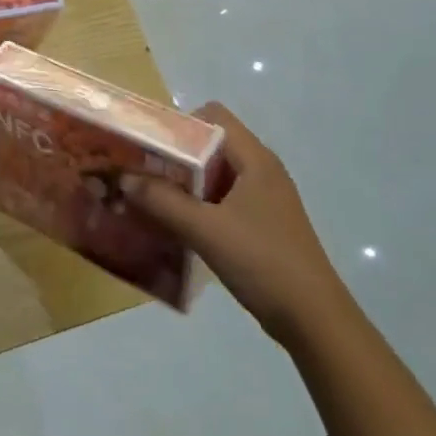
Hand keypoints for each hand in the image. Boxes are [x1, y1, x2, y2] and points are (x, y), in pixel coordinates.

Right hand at [124, 103, 351, 344]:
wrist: (313, 319)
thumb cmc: (262, 262)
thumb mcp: (204, 230)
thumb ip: (161, 200)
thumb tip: (122, 177)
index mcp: (255, 159)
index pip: (213, 116)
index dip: (179, 123)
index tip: (149, 145)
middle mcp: (261, 170)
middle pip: (211, 144)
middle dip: (174, 155)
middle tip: (140, 172)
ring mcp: (263, 199)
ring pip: (214, 174)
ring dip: (183, 183)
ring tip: (149, 198)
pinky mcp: (261, 224)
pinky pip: (221, 199)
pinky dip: (196, 205)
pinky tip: (175, 225)